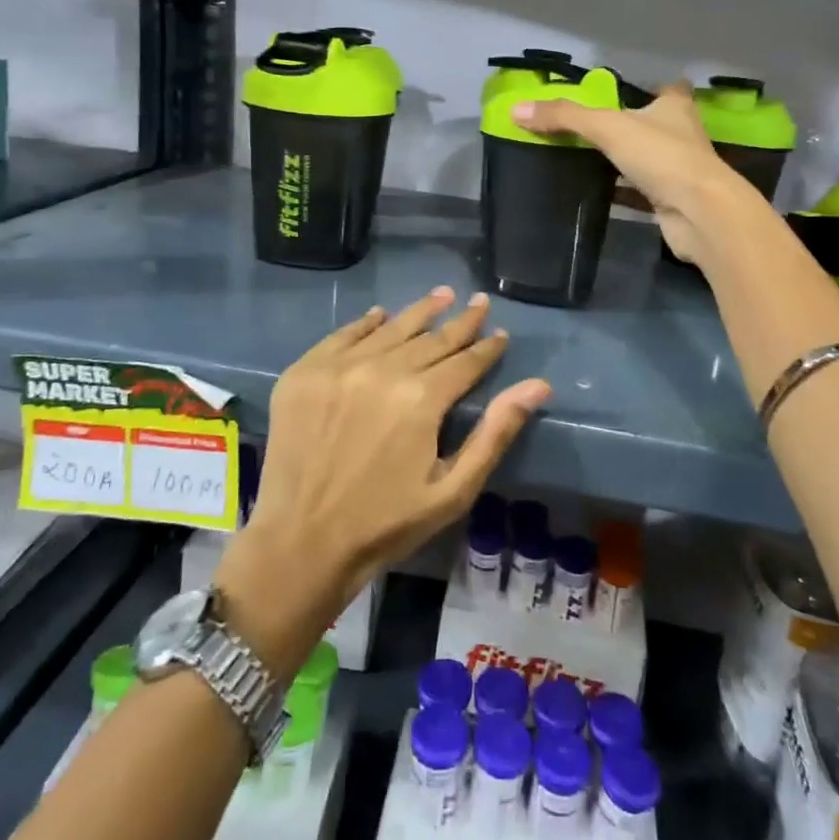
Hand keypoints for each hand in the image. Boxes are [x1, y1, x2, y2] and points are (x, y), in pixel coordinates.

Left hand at [216, 288, 550, 671]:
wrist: (300, 543)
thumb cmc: (386, 524)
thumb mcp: (453, 490)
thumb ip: (495, 433)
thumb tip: (538, 385)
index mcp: (420, 398)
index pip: (464, 361)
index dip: (486, 348)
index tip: (500, 334)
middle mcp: (381, 370)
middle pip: (431, 338)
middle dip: (460, 322)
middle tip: (478, 302)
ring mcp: (338, 367)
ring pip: (390, 328)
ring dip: (419, 312)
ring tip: (441, 295)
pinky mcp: (304, 373)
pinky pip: (342, 336)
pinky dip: (366, 324)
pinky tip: (380, 315)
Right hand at [515, 81, 752, 263]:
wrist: (700, 213)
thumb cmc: (662, 157)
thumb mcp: (608, 127)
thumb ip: (564, 117)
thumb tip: (516, 110)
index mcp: (674, 107)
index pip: (667, 88)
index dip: (649, 87)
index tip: (623, 92)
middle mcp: (681, 134)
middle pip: (653, 124)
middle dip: (628, 125)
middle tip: (590, 127)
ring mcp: (679, 170)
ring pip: (646, 159)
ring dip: (624, 159)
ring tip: (585, 157)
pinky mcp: (671, 200)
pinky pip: (639, 191)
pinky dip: (621, 191)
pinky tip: (596, 192)